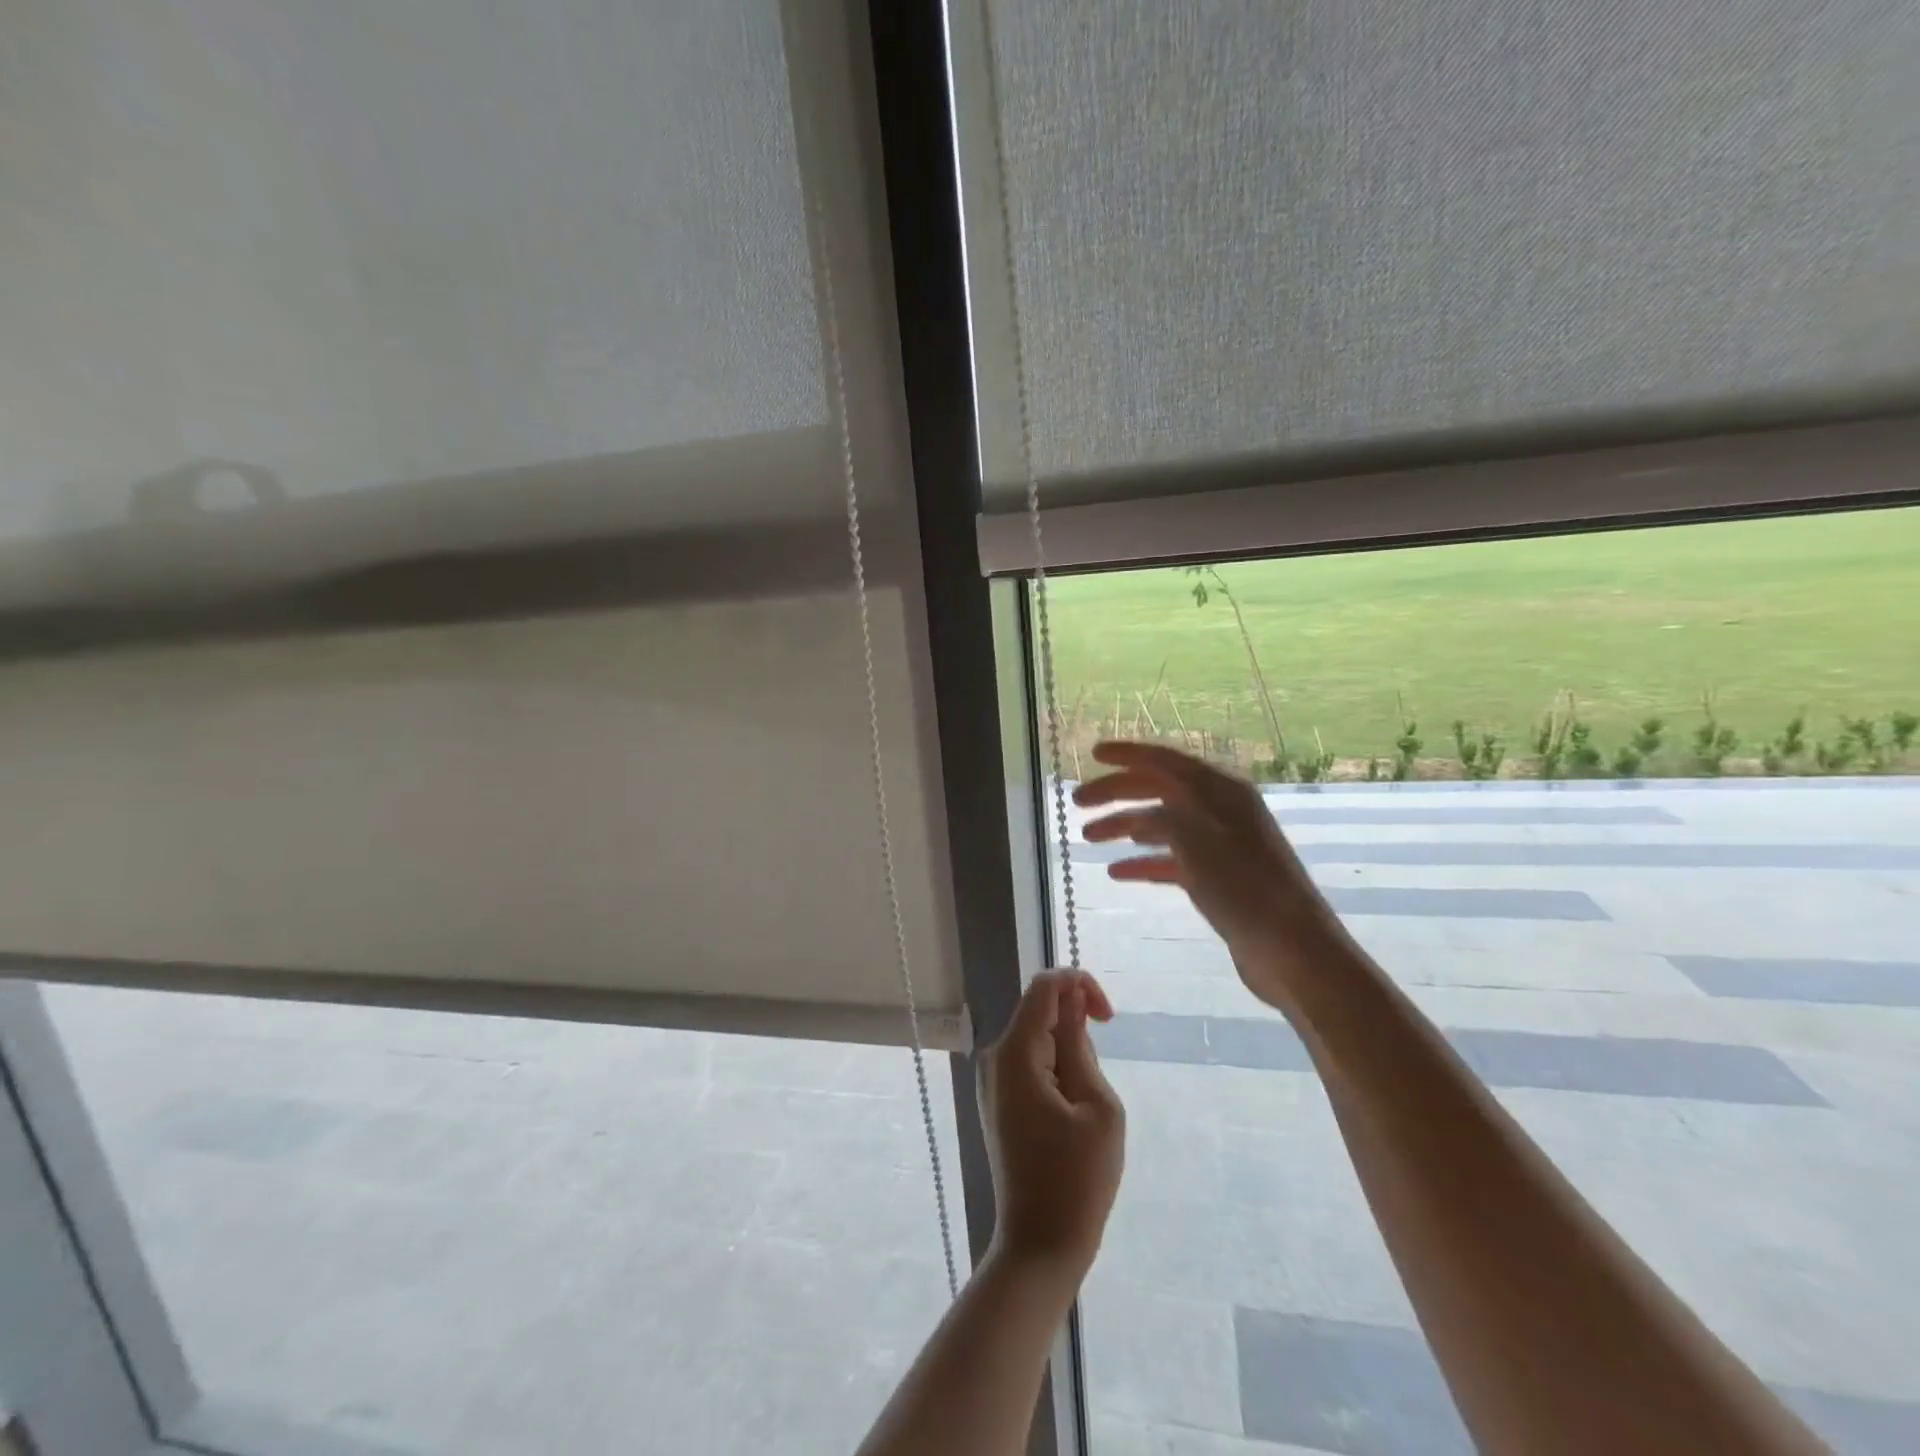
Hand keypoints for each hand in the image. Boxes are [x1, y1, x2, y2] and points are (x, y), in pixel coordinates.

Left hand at [980, 970, 1124, 1279]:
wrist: (1039, 1245)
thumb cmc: (1078, 1179)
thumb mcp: (1097, 1105)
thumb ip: (1080, 1043)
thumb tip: (1072, 998)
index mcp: (1015, 1053)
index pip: (1044, 986)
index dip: (1080, 985)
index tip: (1109, 1019)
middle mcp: (995, 1057)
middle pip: (1040, 1012)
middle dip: (1077, 1030)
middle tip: (1097, 1087)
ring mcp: (993, 1080)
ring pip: (1038, 1039)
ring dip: (1069, 1057)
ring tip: (1084, 1112)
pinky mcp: (999, 1100)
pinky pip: (1031, 1064)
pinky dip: (1057, 1073)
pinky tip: (1070, 1118)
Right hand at [1074, 740, 1345, 1008]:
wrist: (1292, 950)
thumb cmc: (1245, 888)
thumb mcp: (1196, 840)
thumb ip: (1164, 816)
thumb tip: (1142, 815)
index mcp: (1220, 791)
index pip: (1165, 760)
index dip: (1127, 754)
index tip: (1092, 754)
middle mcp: (1220, 810)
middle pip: (1159, 790)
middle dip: (1116, 793)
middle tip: (1077, 802)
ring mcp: (1220, 845)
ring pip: (1162, 825)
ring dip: (1124, 827)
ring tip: (1087, 837)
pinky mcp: (1218, 878)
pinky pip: (1172, 860)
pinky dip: (1144, 862)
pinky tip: (1117, 871)